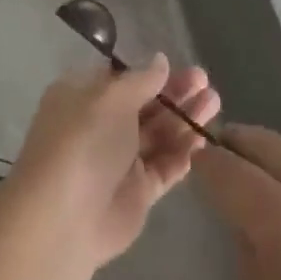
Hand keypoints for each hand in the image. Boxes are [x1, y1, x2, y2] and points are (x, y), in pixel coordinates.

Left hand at [8, 56, 219, 271]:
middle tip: (206, 81)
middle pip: (143, 105)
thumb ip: (141, 79)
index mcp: (82, 98)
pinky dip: (183, 153)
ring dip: (184, 119)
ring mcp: (118, 161)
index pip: (118, 79)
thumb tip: (160, 61)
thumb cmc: (84, 142)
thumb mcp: (111, 98)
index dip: (148, 72)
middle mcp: (99, 126)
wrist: (65, 218)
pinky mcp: (136, 192)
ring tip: (215, 102)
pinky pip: (164, 167)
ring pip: (158, 135)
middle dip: (174, 93)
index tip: (177, 65)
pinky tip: (205, 139)